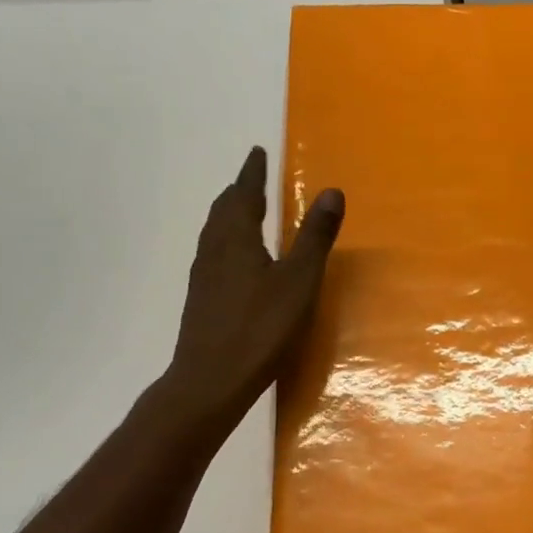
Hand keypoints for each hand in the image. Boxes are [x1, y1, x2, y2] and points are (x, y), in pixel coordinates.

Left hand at [156, 146, 343, 442]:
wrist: (211, 380)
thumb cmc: (261, 327)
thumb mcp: (299, 280)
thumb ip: (315, 237)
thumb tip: (332, 190)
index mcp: (237, 239)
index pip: (244, 194)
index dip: (252, 172)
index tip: (256, 152)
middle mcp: (214, 250)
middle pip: (223, 210)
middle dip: (238, 190)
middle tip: (251, 177)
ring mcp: (203, 276)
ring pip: (214, 232)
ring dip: (229, 214)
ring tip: (243, 210)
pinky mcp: (201, 299)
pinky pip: (213, 253)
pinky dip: (226, 239)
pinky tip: (235, 259)